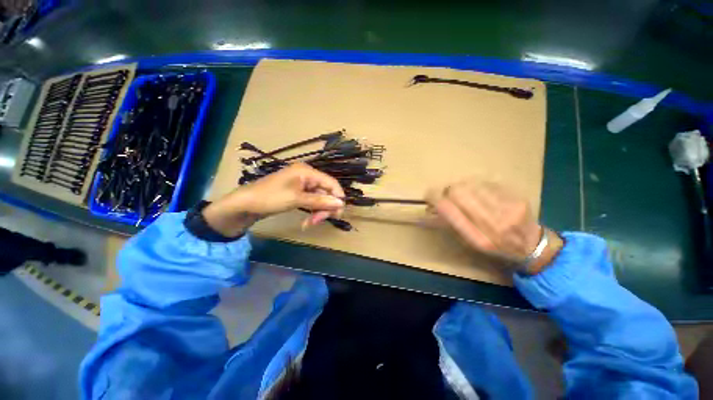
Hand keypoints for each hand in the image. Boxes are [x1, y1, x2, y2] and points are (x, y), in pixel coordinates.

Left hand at [203, 164, 344, 236]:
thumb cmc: (270, 197)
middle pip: (326, 192)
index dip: (338, 197)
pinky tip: (307, 222)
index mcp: (307, 172)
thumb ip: (320, 201)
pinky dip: (311, 212)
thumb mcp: (297, 199)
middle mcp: (307, 176)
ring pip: (319, 199)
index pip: (331, 183)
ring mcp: (302, 185)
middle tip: (318, 222)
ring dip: (318, 212)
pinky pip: (311, 202)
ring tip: (309, 224)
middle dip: (324, 208)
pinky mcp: (298, 194)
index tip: (338, 214)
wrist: (244, 204)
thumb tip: (341, 203)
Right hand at [426, 180, 562, 273]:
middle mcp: (493, 224)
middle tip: (446, 193)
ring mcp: (508, 208)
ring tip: (464, 193)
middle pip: (459, 192)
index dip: (434, 198)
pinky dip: (477, 185)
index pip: (448, 209)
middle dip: (447, 190)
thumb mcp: (468, 243)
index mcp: (478, 239)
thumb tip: (430, 207)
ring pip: (472, 184)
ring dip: (462, 186)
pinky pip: (487, 182)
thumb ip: (450, 224)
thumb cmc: (494, 247)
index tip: (428, 195)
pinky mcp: (518, 197)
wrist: (532, 246)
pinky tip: (479, 192)